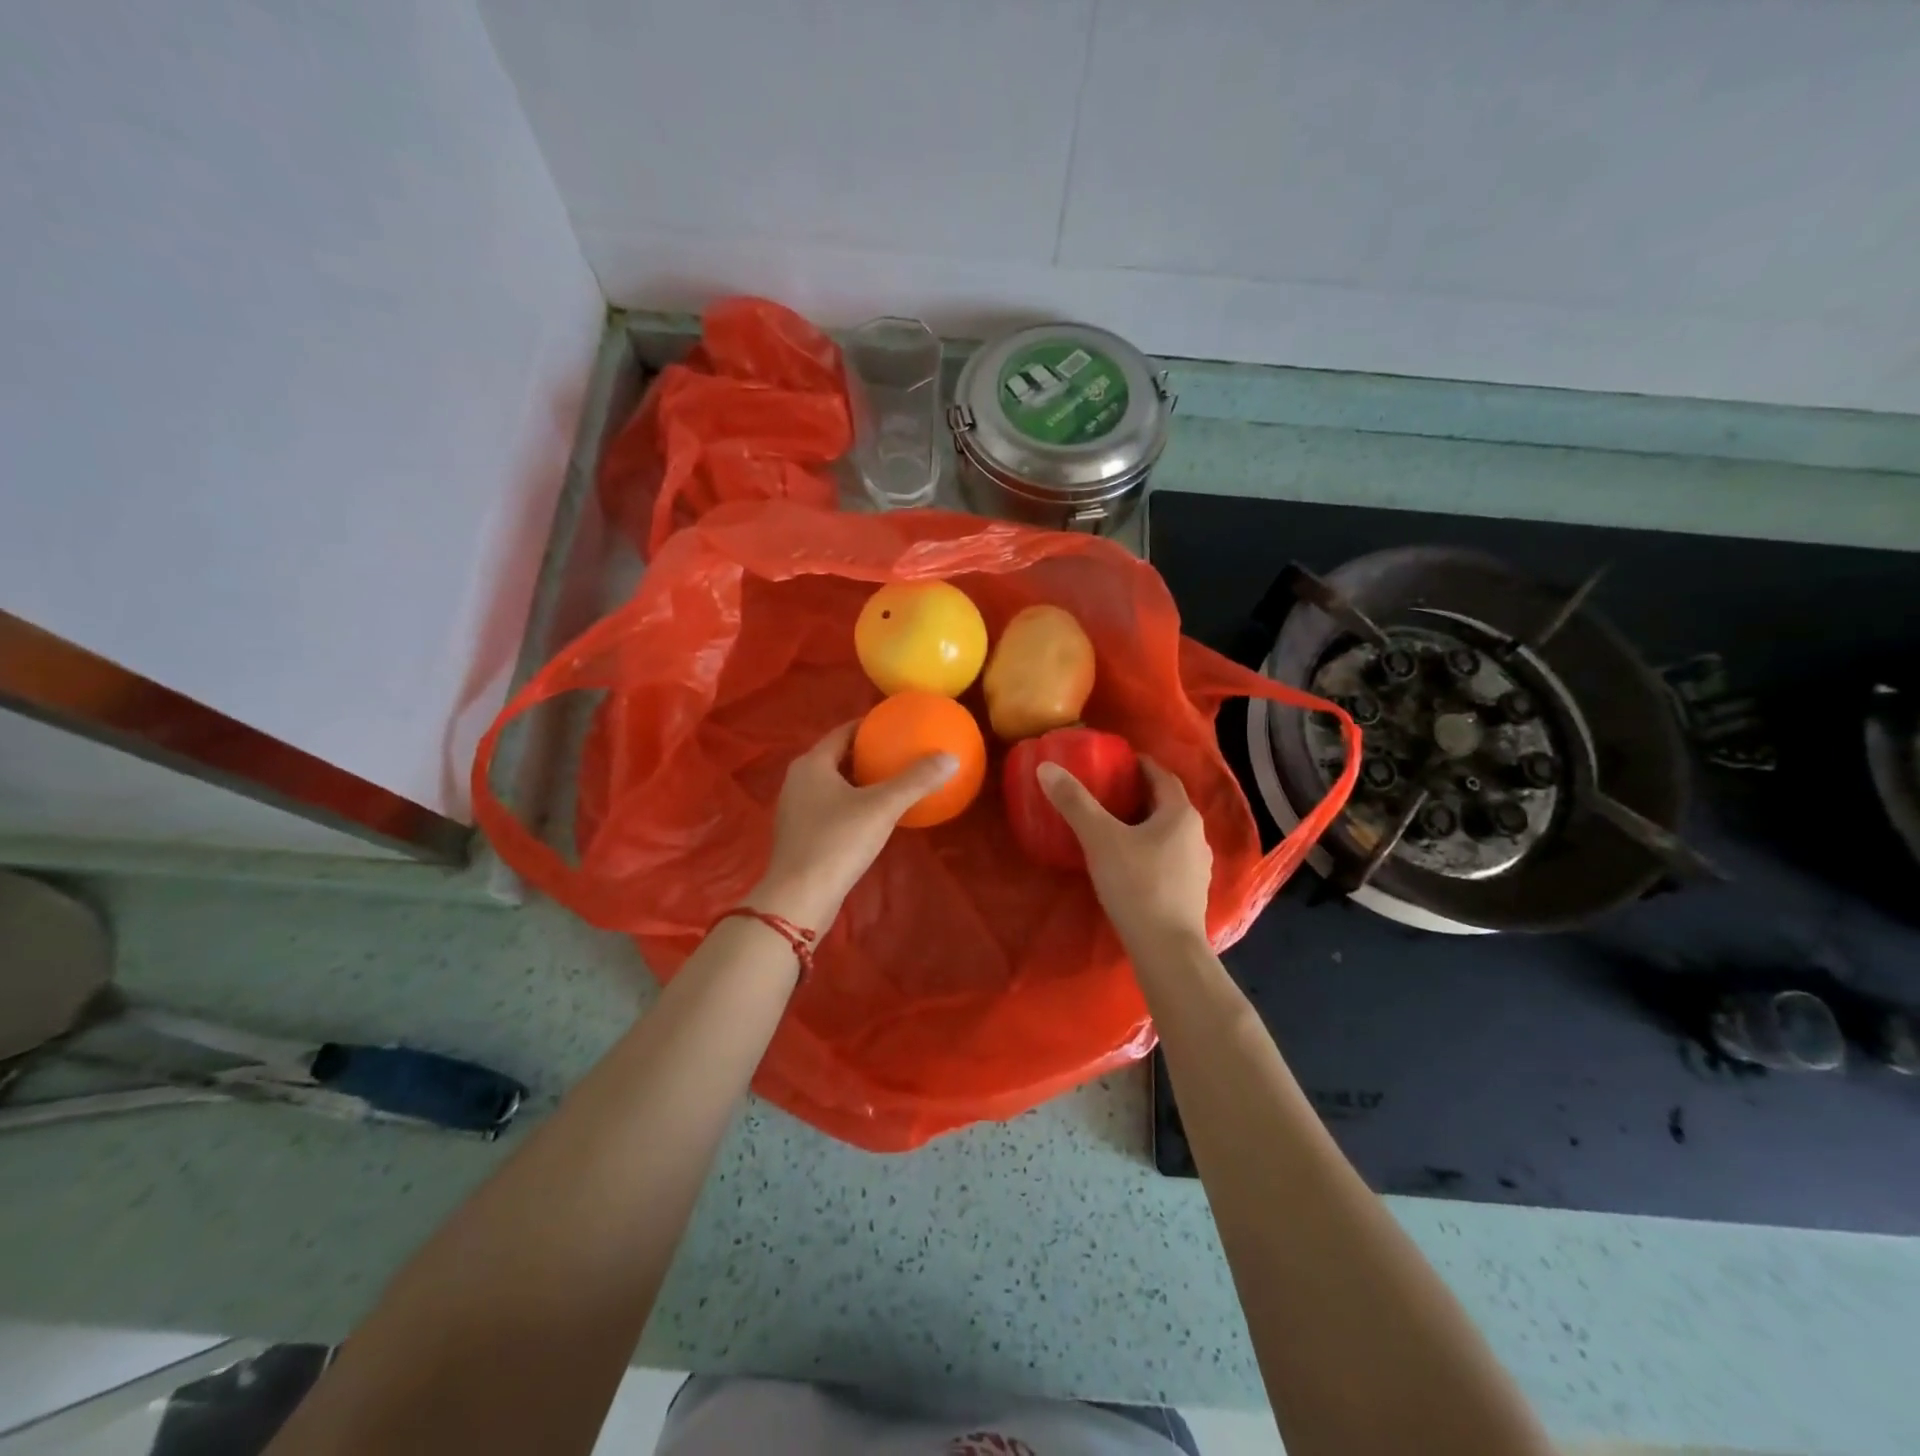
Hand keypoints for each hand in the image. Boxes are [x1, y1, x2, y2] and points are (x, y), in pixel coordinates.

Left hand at [747, 721, 957, 929]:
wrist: (800, 897)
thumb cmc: (837, 842)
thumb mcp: (882, 807)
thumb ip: (916, 780)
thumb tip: (951, 758)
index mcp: (812, 764)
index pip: (843, 732)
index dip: (869, 726)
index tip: (896, 726)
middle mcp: (797, 780)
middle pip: (837, 757)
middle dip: (866, 753)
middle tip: (899, 752)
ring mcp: (795, 809)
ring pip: (832, 784)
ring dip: (859, 780)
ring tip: (891, 781)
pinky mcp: (799, 835)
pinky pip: (829, 807)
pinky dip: (851, 803)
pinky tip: (873, 816)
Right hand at [1038, 757, 1212, 956]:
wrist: (1166, 949)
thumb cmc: (1137, 885)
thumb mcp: (1100, 839)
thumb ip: (1075, 802)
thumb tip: (1047, 768)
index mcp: (1180, 814)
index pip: (1162, 776)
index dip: (1140, 765)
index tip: (1116, 761)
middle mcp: (1196, 835)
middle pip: (1166, 804)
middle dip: (1139, 794)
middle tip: (1108, 790)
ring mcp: (1197, 866)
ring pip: (1169, 833)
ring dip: (1145, 824)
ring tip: (1115, 825)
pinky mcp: (1190, 892)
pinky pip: (1168, 858)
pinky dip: (1149, 850)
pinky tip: (1128, 862)